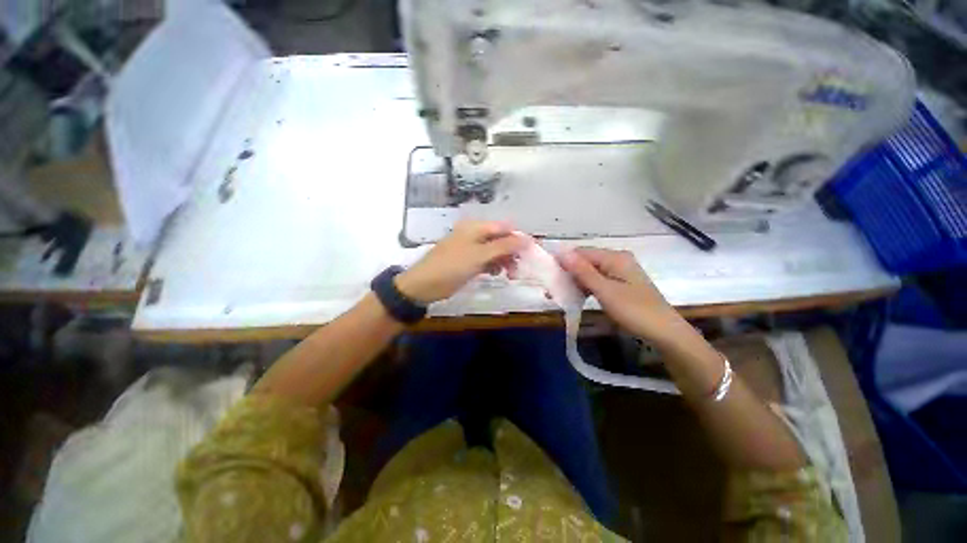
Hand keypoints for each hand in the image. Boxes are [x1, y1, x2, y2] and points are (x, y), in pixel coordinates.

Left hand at [395, 220, 527, 303]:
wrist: (424, 284)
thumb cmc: (452, 266)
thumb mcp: (480, 255)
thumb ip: (504, 246)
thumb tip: (528, 238)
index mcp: (476, 227)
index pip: (505, 228)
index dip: (519, 239)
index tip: (531, 253)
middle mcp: (475, 235)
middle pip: (501, 240)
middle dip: (512, 253)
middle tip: (520, 268)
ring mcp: (471, 249)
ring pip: (495, 251)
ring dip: (505, 261)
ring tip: (511, 275)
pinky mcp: (468, 261)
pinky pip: (487, 261)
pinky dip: (494, 266)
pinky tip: (497, 274)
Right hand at [559, 248, 685, 342]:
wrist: (665, 333)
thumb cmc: (634, 310)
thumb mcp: (605, 290)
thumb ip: (583, 271)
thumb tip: (562, 252)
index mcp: (615, 257)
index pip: (581, 252)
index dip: (563, 261)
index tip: (548, 275)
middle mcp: (617, 260)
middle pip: (585, 261)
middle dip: (568, 273)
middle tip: (551, 289)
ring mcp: (620, 272)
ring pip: (590, 272)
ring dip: (575, 282)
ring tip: (559, 295)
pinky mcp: (621, 284)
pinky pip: (598, 281)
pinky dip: (586, 288)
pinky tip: (575, 297)